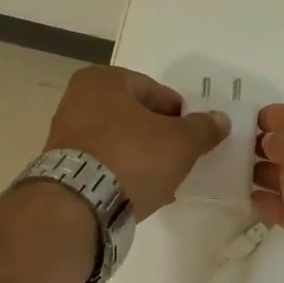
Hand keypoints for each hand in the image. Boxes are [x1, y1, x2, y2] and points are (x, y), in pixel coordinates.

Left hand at [44, 66, 228, 219]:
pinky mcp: (63, 167)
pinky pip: (104, 164)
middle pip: (136, 117)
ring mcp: (65, 134)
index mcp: (104, 79)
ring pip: (119, 142)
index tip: (193, 140)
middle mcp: (78, 99)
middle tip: (180, 161)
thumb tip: (220, 119)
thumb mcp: (180, 142)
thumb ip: (203, 128)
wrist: (81, 203)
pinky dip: (122, 174)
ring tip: (162, 182)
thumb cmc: (133, 158)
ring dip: (142, 158)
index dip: (181, 116)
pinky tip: (138, 193)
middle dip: (159, 138)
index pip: (157, 92)